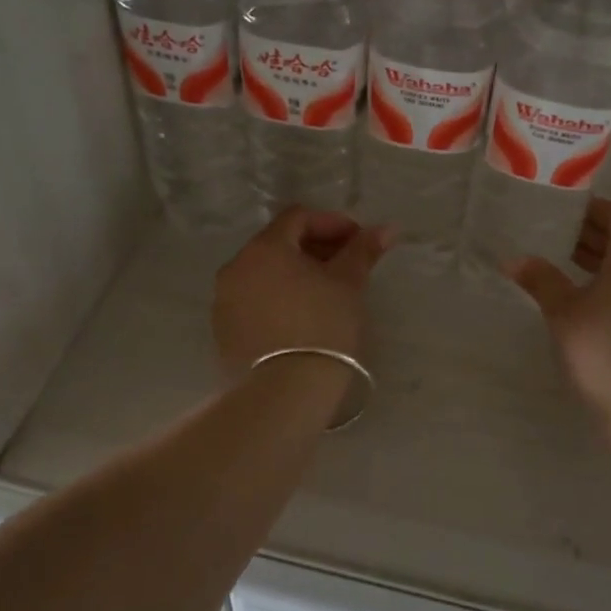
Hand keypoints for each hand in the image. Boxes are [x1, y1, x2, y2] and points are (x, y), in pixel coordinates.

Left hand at [213, 207, 392, 369]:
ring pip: (265, 273)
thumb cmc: (322, 327)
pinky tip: (302, 317)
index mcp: (265, 248)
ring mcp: (224, 300)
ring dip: (296, 273)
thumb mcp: (348, 284)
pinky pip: (255, 300)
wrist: (284, 393)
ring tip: (327, 293)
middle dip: (315, 248)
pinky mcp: (224, 330)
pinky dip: (279, 297)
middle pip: (279, 243)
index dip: (332, 223)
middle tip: (347, 265)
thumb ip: (363, 250)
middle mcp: (236, 266)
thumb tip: (387, 228)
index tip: (359, 241)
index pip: (298, 217)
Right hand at [506, 198, 610, 420]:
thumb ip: (541, 279)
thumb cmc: (601, 352)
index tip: (567, 215)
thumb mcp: (563, 312)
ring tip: (570, 266)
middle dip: (597, 234)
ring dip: (607, 259)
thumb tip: (514, 260)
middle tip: (560, 239)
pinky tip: (591, 300)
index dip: (597, 208)